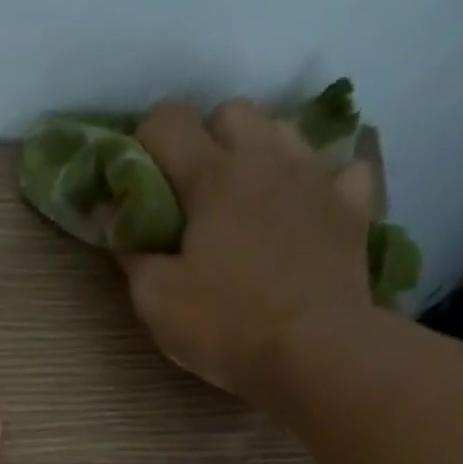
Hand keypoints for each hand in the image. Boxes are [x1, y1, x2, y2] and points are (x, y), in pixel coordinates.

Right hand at [120, 99, 383, 403]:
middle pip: (230, 111)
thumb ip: (130, 249)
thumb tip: (109, 212)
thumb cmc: (226, 324)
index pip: (167, 122)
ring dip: (258, 152)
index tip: (133, 182)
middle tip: (191, 195)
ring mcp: (317, 177)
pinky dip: (321, 180)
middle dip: (204, 139)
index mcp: (213, 175)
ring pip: (283, 129)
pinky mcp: (353, 206)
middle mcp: (267, 157)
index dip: (142, 143)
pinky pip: (341, 169)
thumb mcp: (157, 299)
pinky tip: (308, 207)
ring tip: (246, 198)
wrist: (315, 351)